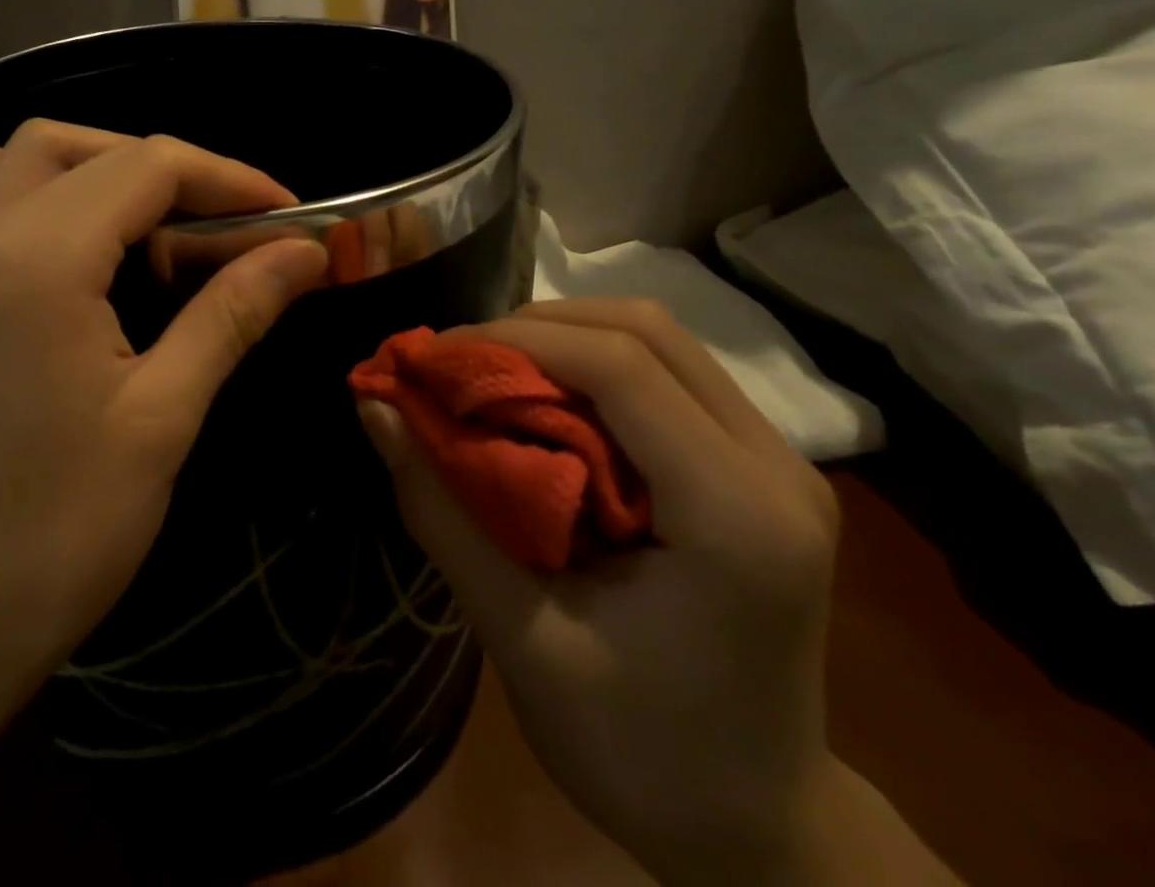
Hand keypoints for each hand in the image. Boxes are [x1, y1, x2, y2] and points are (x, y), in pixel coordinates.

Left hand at [0, 122, 326, 886]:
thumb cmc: (57, 536)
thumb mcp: (162, 417)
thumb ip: (232, 313)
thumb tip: (307, 252)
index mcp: (41, 259)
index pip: (151, 166)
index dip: (231, 179)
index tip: (292, 217)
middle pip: (94, 153)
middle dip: (178, 173)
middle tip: (235, 227)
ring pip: (21, 157)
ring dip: (96, 162)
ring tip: (153, 216)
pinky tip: (32, 208)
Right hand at [357, 297, 840, 883]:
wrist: (760, 829)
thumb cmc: (643, 754)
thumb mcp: (523, 640)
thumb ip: (442, 512)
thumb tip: (374, 406)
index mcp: (738, 518)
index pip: (622, 367)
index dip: (516, 340)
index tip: (434, 356)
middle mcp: (776, 466)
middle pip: (645, 330)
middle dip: (535, 326)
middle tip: (458, 362)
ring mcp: (781, 459)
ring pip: (659, 338)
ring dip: (563, 337)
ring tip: (492, 372)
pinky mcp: (762, 464)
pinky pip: (668, 371)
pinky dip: (592, 364)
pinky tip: (545, 400)